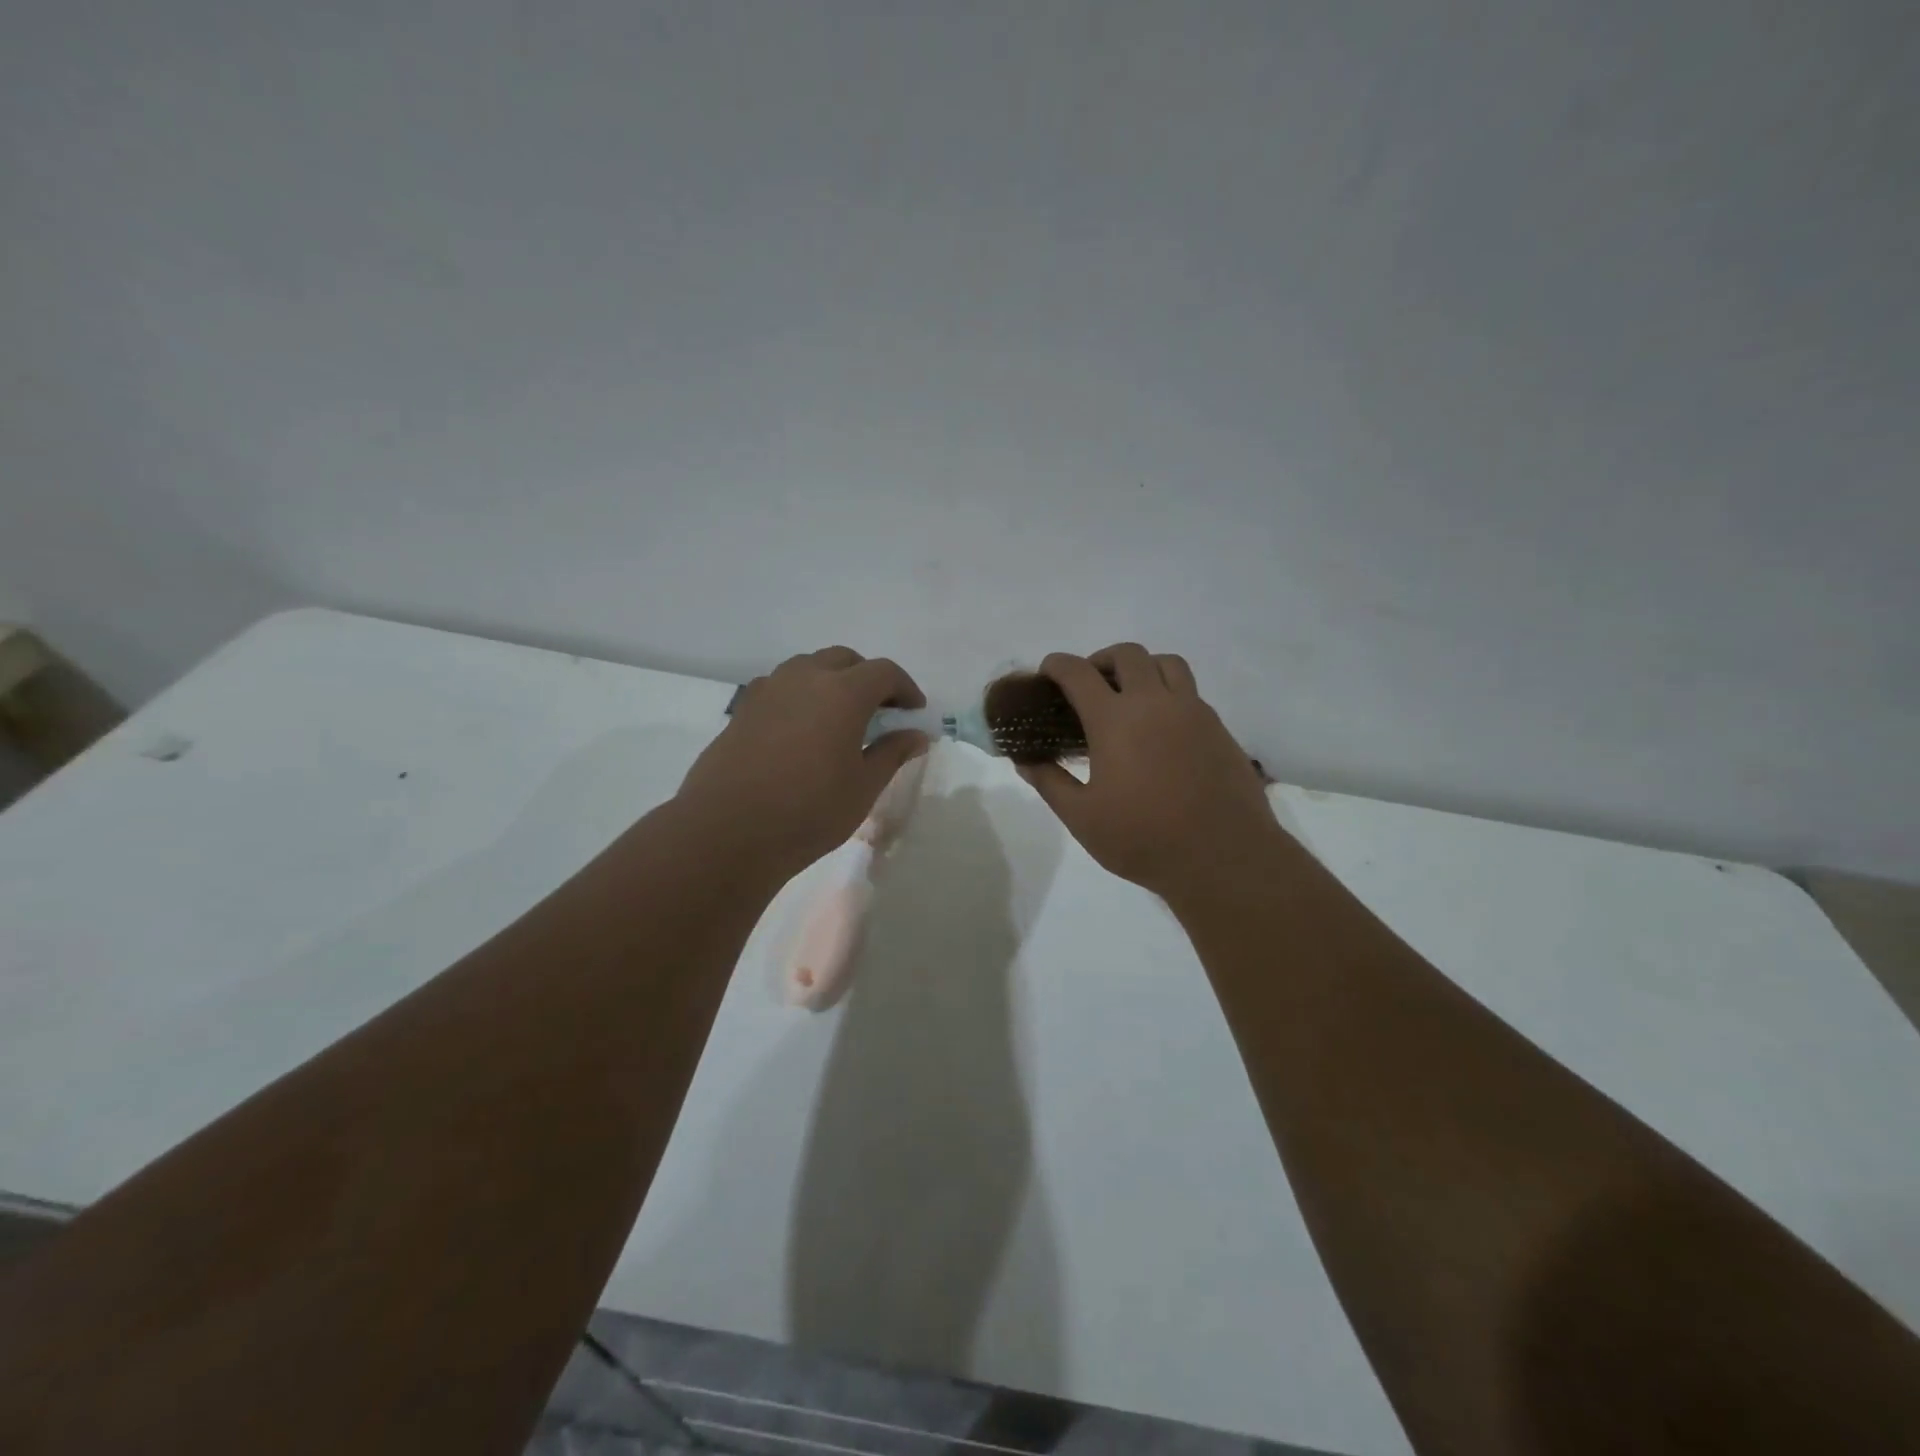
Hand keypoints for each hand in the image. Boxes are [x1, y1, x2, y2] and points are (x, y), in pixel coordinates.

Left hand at [677, 647, 929, 879]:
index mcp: (843, 693)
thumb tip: (916, 735)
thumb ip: (891, 754)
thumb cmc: (808, 811)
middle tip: (881, 710)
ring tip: (841, 716)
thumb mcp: (862, 787)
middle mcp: (805, 678)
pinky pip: (781, 686)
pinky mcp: (744, 709)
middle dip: (868, 678)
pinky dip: (802, 695)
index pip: (884, 672)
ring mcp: (769, 690)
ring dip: (832, 680)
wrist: (727, 831)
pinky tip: (803, 729)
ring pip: (809, 667)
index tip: (914, 711)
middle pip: (844, 659)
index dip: (905, 688)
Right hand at [1016, 644, 1285, 902]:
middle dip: (1100, 660)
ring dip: (1141, 667)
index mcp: (1115, 720)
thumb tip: (1025, 761)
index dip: (1058, 665)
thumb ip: (1050, 783)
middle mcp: (1155, 703)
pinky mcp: (1218, 728)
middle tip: (1089, 685)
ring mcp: (1192, 712)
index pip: (1079, 673)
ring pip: (1166, 663)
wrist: (1224, 857)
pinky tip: (1161, 727)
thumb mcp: (1082, 818)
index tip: (1047, 672)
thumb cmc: (1143, 839)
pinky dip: (1169, 692)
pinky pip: (1190, 691)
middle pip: (1127, 655)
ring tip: (1130, 694)